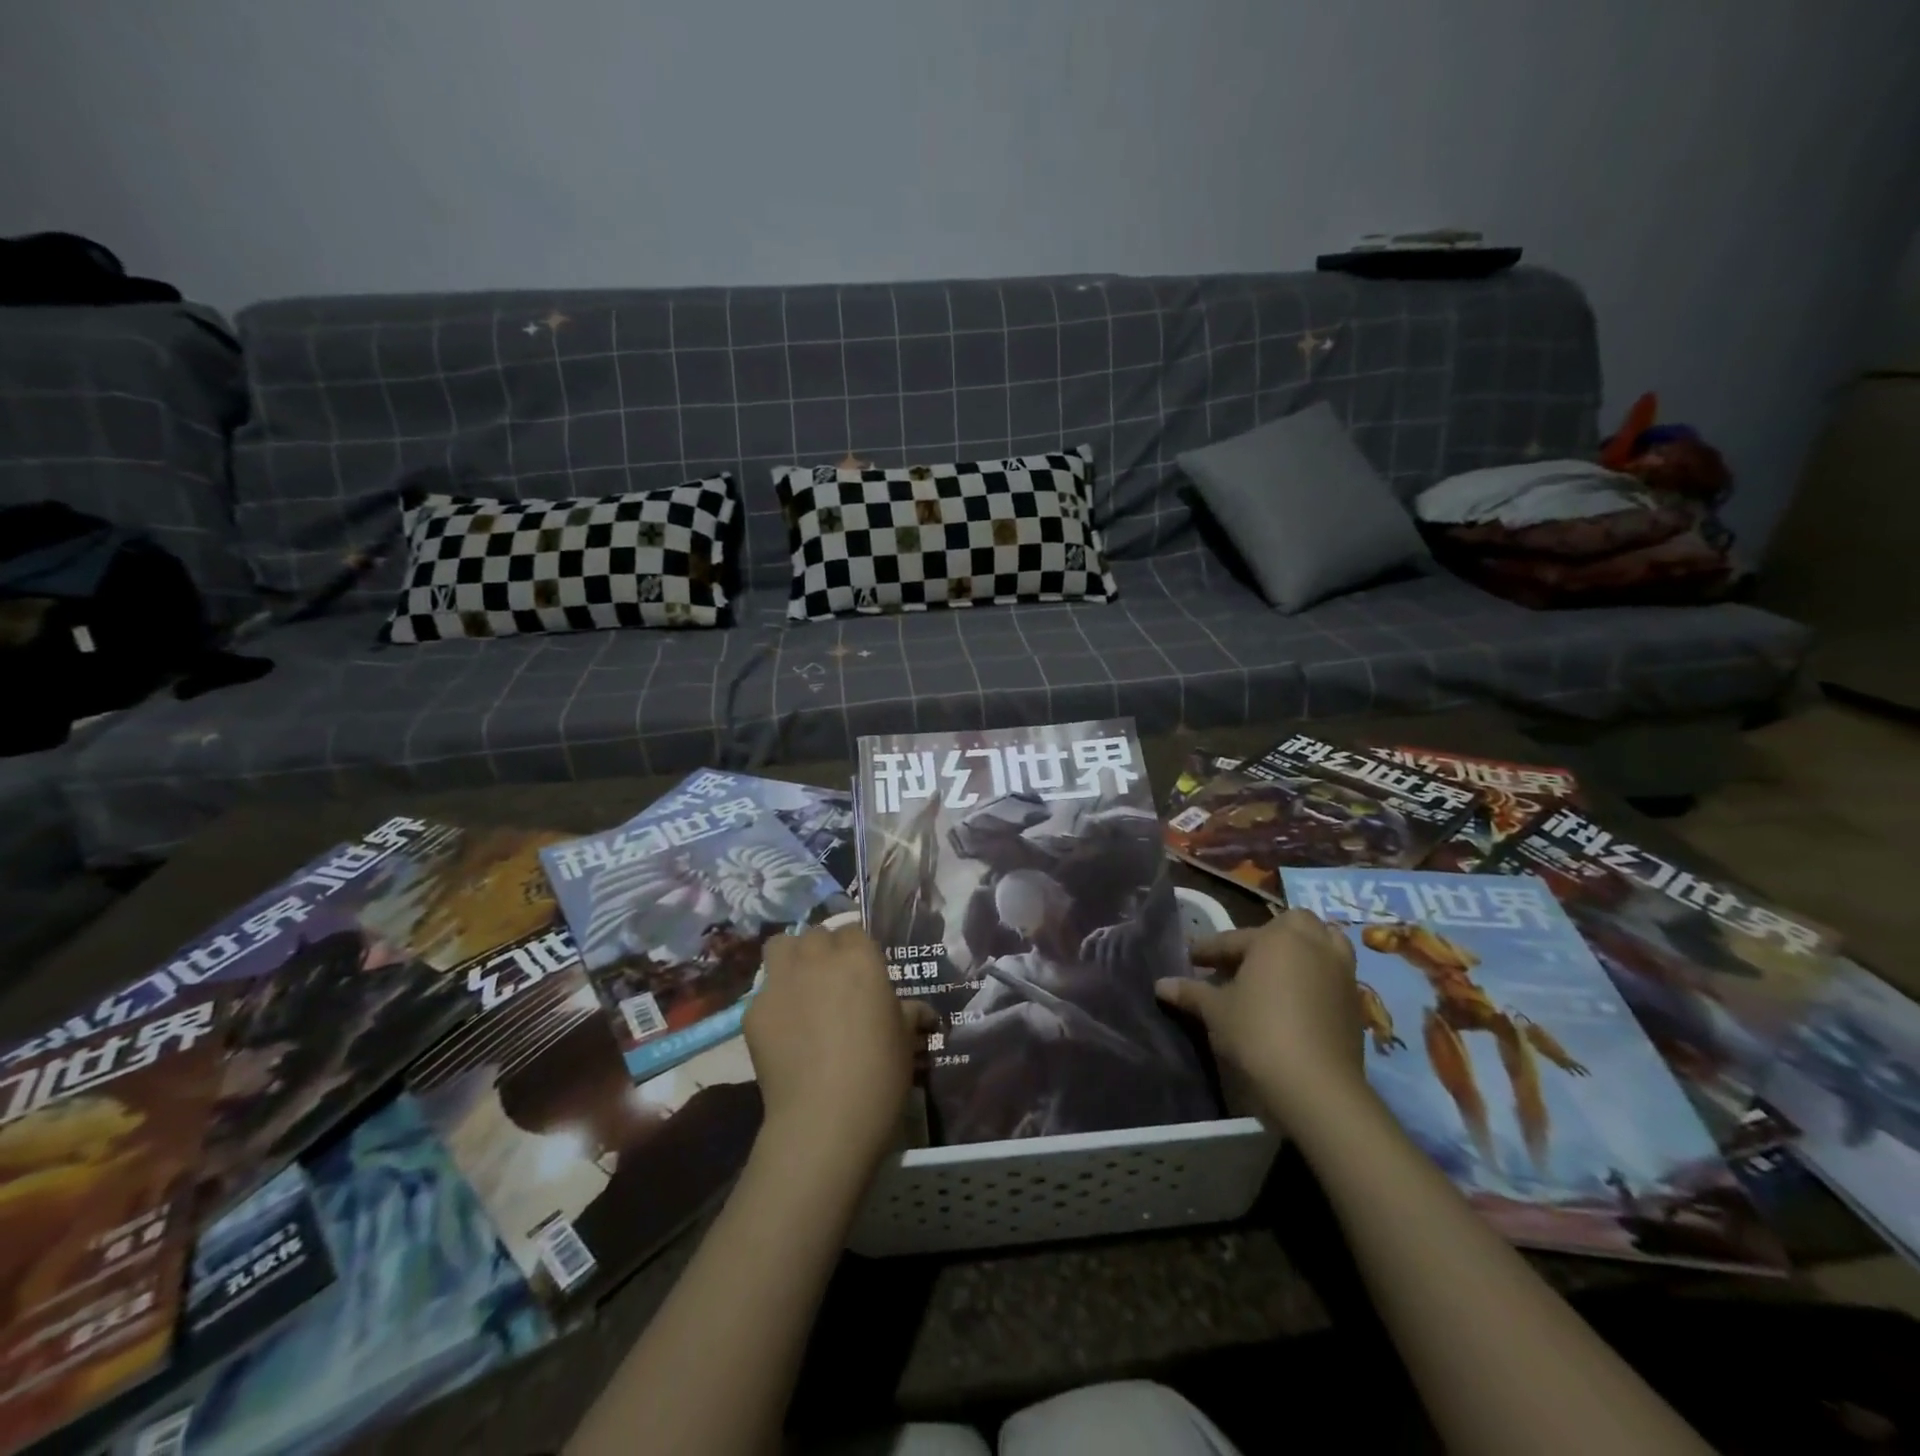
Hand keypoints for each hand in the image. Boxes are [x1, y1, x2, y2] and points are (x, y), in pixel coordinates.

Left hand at [743, 926, 933, 1171]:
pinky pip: (762, 993)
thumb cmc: (879, 1074)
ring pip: (780, 946)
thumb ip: (910, 1013)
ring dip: (790, 958)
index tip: (862, 972)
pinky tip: (783, 1032)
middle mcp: (818, 959)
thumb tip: (923, 1012)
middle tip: (831, 980)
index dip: (856, 949)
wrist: (825, 1119)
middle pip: (815, 934)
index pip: (853, 930)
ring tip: (799, 987)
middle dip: (822, 950)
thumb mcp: (906, 1039)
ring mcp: (780, 982)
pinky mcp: (753, 1011)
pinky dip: (772, 1004)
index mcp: (859, 958)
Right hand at [1154, 910, 1369, 1132]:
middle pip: (1290, 927)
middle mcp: (1313, 944)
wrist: (1317, 1087)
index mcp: (1276, 938)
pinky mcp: (1356, 1001)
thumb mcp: (1216, 1012)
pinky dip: (1316, 975)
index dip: (1208, 950)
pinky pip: (1333, 973)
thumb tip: (1160, 984)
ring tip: (1278, 970)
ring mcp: (1340, 971)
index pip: (1233, 939)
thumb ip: (1191, 992)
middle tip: (1242, 960)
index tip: (1191, 959)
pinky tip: (1297, 997)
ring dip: (1301, 950)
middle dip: (1266, 937)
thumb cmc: (1258, 1034)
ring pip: (1322, 943)